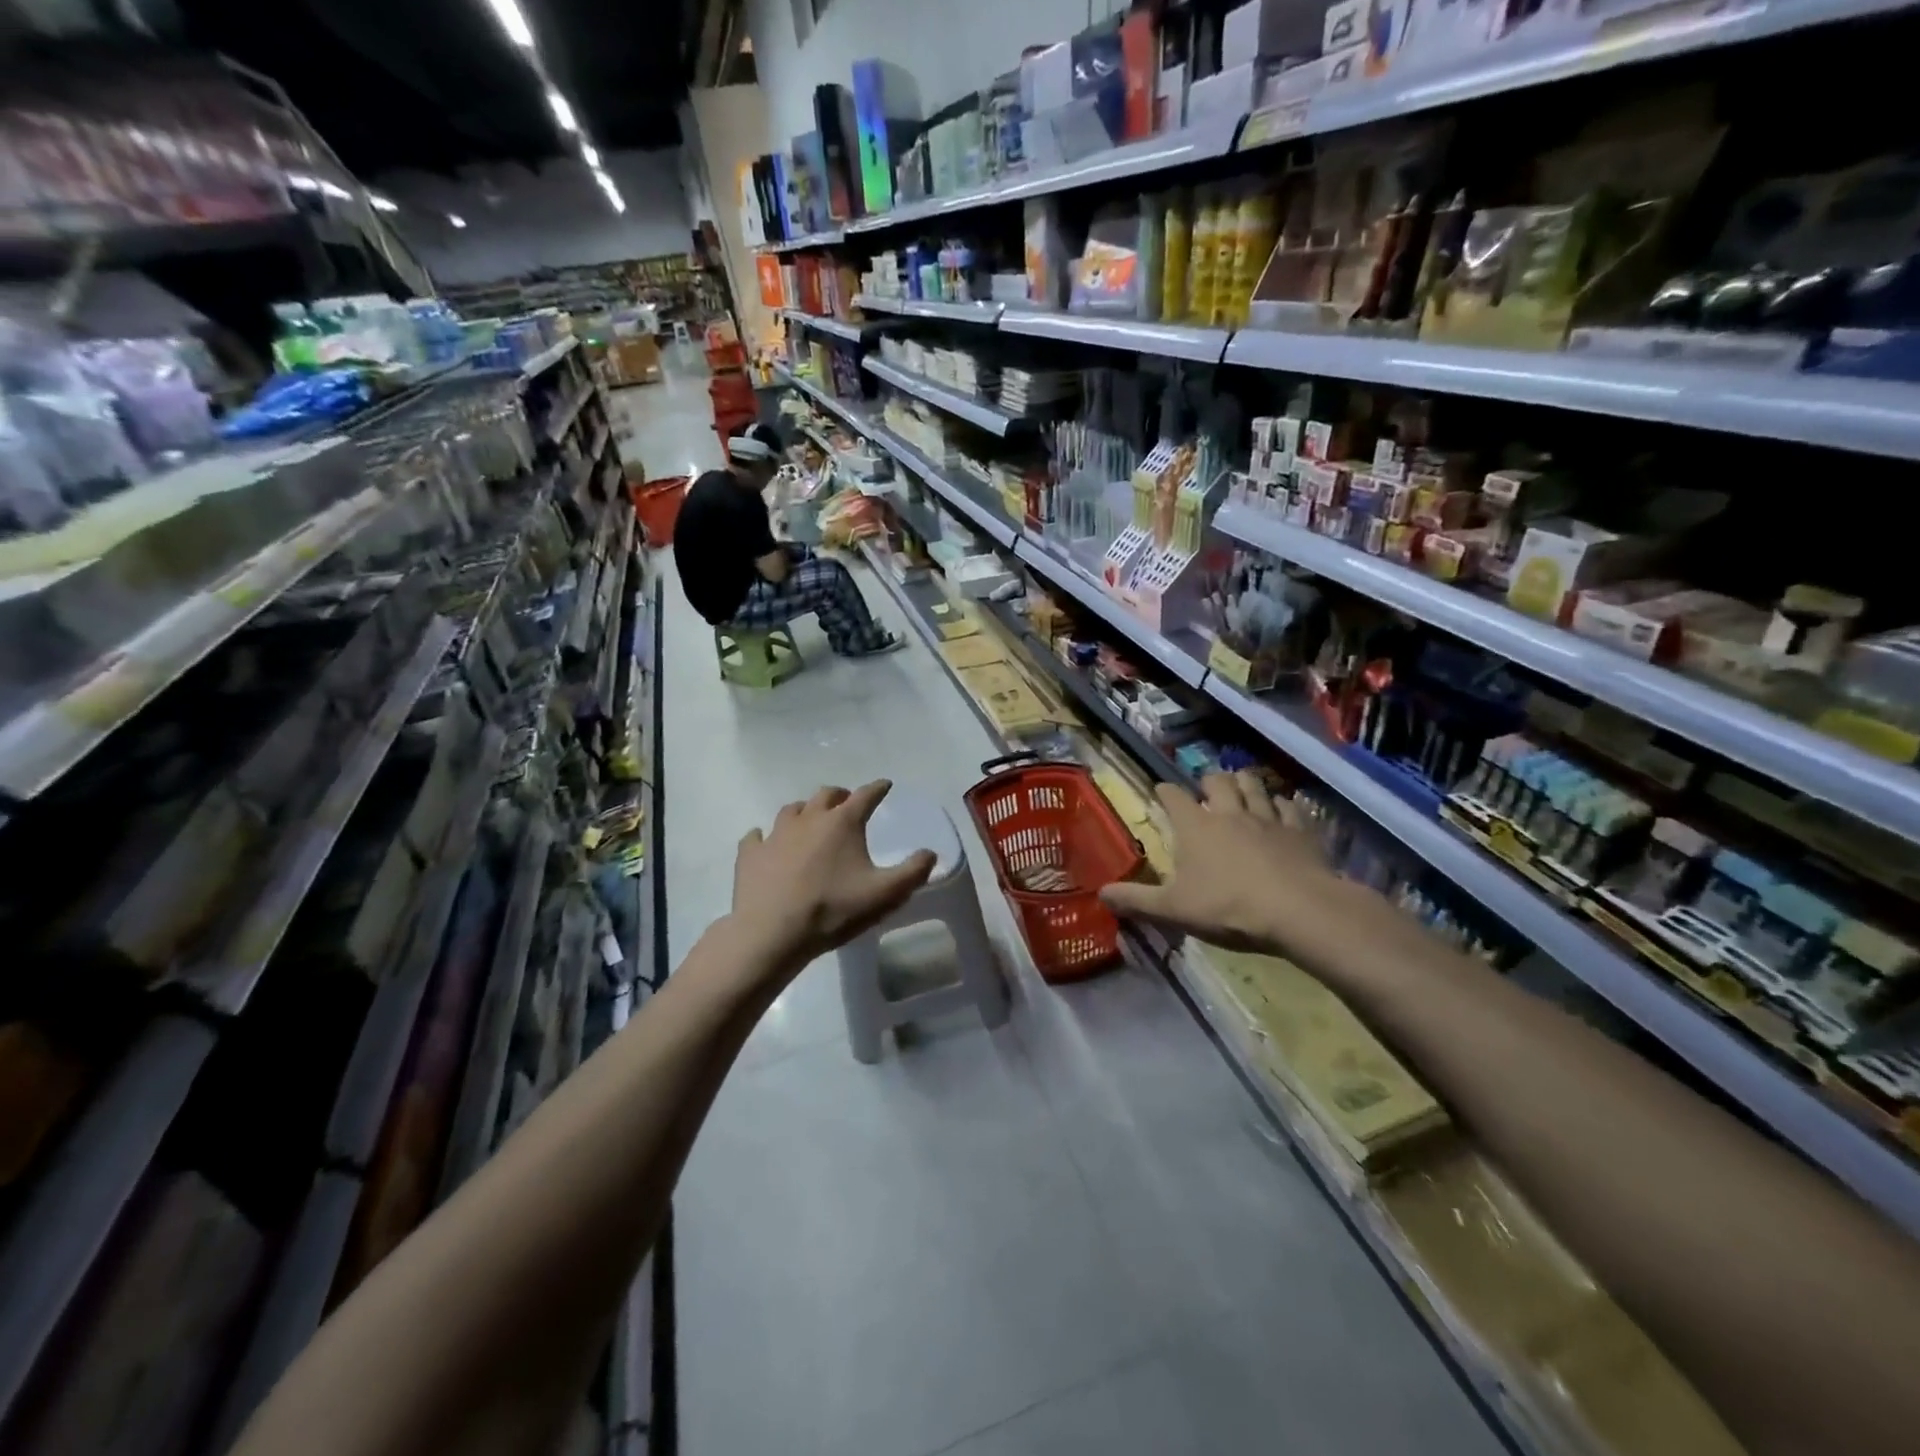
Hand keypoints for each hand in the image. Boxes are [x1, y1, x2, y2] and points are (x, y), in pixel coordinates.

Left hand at [729, 781, 937, 973]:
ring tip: (810, 820)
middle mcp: (809, 818)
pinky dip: (764, 836)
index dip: (878, 788)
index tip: (885, 785)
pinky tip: (764, 842)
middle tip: (847, 803)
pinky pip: (756, 836)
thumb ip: (913, 872)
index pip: (866, 795)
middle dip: (840, 795)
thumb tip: (930, 852)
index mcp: (843, 823)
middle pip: (826, 795)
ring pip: (792, 810)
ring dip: (805, 811)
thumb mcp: (885, 895)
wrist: (772, 933)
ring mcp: (775, 834)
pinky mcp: (750, 854)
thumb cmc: (833, 910)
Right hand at [1099, 771, 1373, 962]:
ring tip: (1242, 787)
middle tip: (1206, 789)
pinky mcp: (1300, 830)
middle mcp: (1229, 812)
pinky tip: (1281, 811)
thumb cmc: (1228, 907)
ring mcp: (1268, 818)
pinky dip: (1281, 804)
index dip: (1165, 791)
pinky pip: (1289, 806)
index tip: (1161, 790)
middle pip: (1218, 781)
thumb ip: (1137, 900)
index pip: (1173, 796)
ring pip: (1254, 785)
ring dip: (1245, 783)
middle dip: (1209, 781)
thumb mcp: (1173, 910)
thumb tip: (1101, 893)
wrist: (1298, 910)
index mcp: (1195, 826)